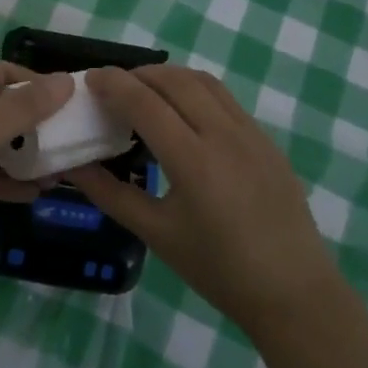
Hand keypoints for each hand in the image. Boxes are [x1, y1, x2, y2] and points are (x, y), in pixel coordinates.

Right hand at [69, 65, 338, 331]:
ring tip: (145, 93)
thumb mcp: (157, 234)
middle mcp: (223, 134)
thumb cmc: (218, 269)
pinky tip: (183, 115)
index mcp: (193, 160)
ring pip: (203, 82)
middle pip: (174, 80)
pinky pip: (225, 99)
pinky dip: (195, 91)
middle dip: (138, 74)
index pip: (145, 102)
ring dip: (168, 77)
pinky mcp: (266, 140)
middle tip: (112, 87)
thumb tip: (73, 167)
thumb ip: (111, 194)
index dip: (113, 84)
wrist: (293, 292)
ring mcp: (251, 133)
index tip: (89, 80)